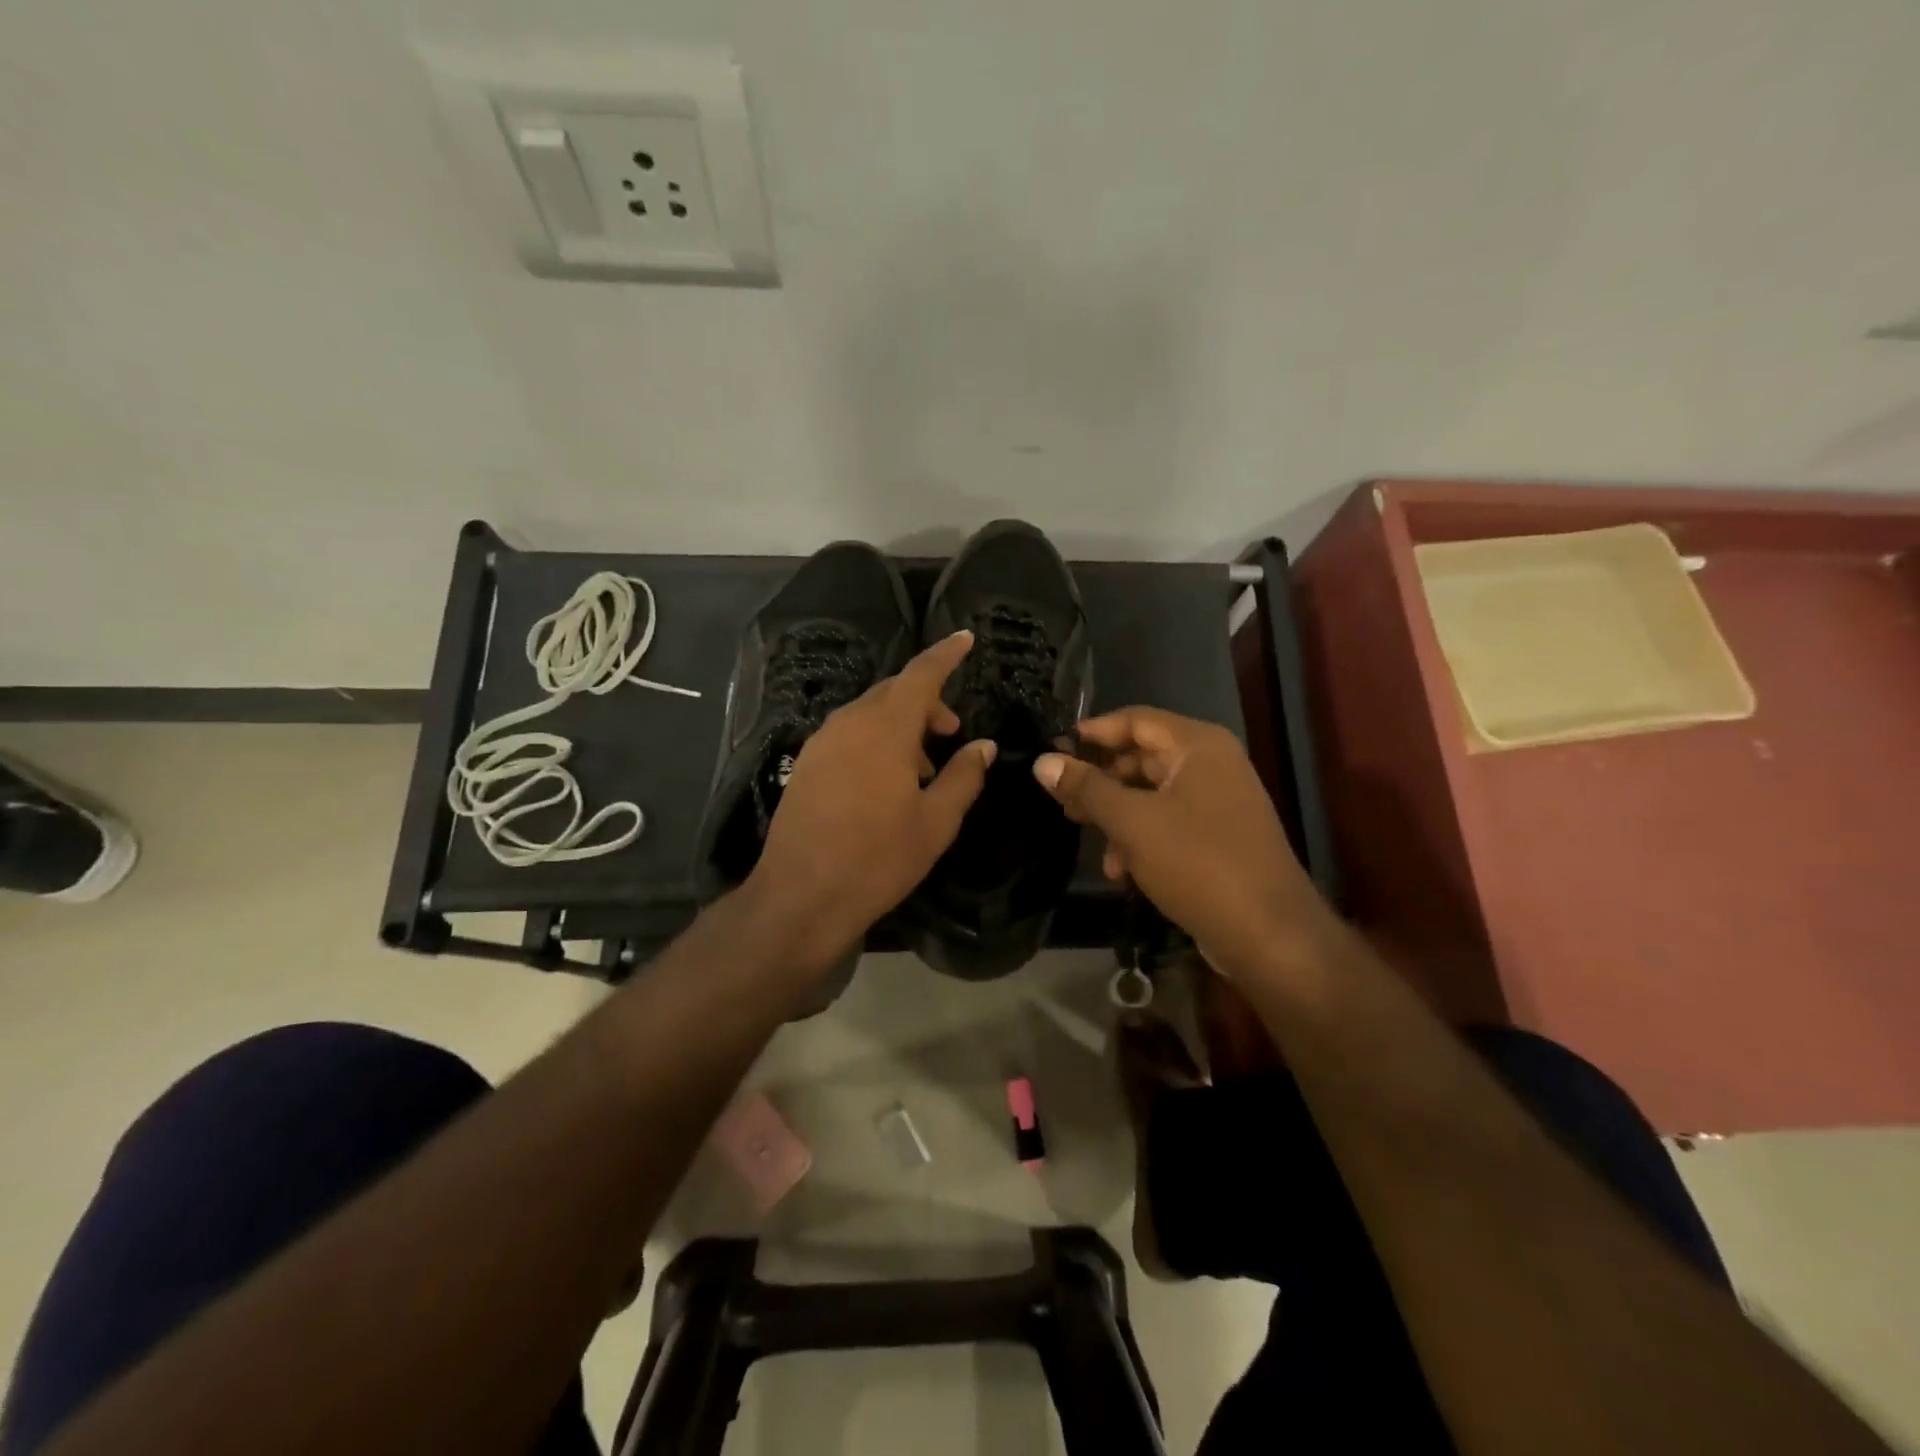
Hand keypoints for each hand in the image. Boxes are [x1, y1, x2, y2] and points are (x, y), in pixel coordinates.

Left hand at [744, 631, 995, 973]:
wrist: (800, 896)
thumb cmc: (877, 859)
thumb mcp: (936, 822)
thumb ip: (964, 777)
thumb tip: (983, 746)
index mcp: (885, 728)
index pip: (921, 675)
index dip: (946, 655)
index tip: (966, 638)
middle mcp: (848, 723)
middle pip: (893, 692)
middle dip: (927, 702)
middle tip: (952, 732)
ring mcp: (820, 743)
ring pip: (869, 714)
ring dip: (901, 724)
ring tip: (924, 766)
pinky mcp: (805, 765)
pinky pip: (848, 735)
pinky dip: (875, 740)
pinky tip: (887, 780)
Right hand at [1032, 707, 1331, 982]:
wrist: (1269, 935)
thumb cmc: (1198, 864)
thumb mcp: (1132, 822)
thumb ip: (1087, 788)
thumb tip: (1042, 761)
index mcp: (1197, 746)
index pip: (1135, 719)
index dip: (1092, 732)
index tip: (1052, 749)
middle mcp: (1211, 764)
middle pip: (1142, 756)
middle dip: (1100, 778)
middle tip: (1061, 796)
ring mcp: (1217, 802)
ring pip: (1151, 793)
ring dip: (1115, 813)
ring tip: (1082, 832)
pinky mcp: (1217, 837)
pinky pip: (1168, 822)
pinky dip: (1140, 838)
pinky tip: (1120, 870)